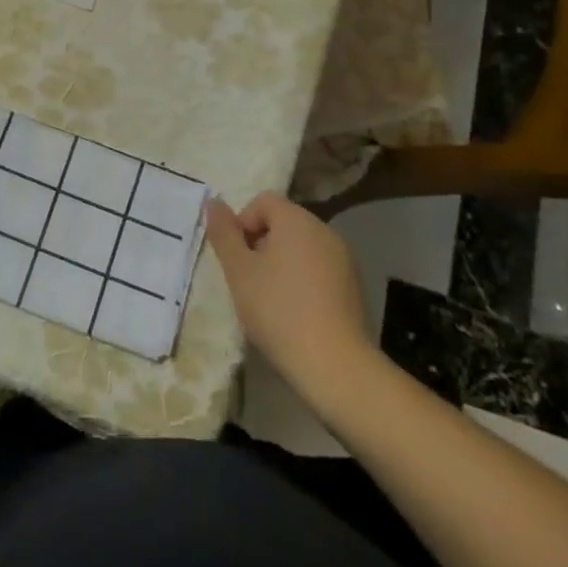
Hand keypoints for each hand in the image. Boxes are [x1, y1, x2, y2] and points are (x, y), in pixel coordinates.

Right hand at [205, 192, 379, 400]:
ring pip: (301, 247)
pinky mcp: (354, 286)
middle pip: (284, 222)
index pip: (263, 201)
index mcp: (297, 220)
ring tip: (270, 298)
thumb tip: (213, 202)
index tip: (236, 258)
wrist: (334, 365)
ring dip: (281, 263)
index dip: (243, 223)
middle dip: (261, 244)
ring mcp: (344, 259)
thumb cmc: (278, 310)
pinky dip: (303, 280)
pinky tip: (296, 312)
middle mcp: (324, 230)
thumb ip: (223, 233)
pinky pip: (320, 269)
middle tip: (248, 279)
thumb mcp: (238, 271)